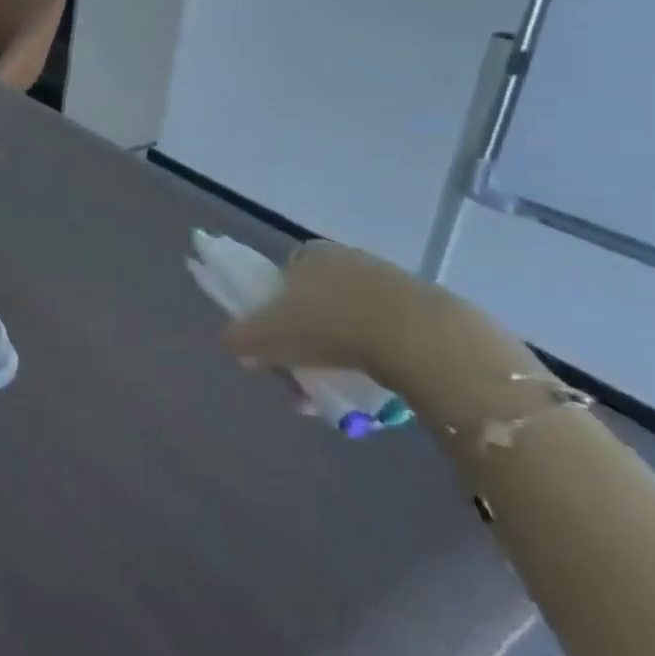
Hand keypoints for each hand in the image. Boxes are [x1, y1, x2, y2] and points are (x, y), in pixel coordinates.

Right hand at [220, 241, 463, 392]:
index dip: (272, 310)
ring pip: (346, 327)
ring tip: (328, 400)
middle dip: (300, 347)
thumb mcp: (267, 334)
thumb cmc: (329, 325)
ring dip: (331, 362)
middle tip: (298, 382)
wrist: (418, 339)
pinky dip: (368, 363)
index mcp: (309, 255)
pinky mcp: (423, 313)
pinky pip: (382, 340)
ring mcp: (389, 285)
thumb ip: (241, 337)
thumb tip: (230, 342)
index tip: (273, 343)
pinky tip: (365, 390)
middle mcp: (348, 261)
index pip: (282, 278)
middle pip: (313, 307)